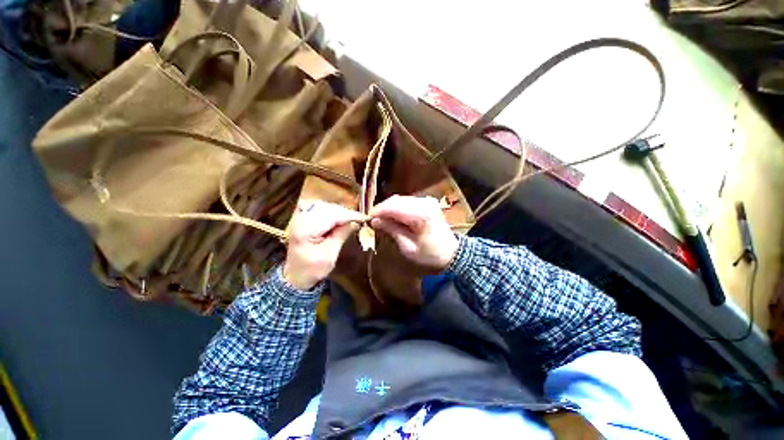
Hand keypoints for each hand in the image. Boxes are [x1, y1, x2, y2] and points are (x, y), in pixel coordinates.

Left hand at [284, 200, 365, 289]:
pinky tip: (339, 218)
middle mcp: (300, 219)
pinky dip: (332, 212)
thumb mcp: (329, 255)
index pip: (331, 216)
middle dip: (345, 213)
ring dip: (339, 212)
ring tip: (351, 219)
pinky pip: (319, 209)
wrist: (295, 276)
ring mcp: (299, 218)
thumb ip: (341, 235)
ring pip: (324, 206)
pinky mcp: (302, 219)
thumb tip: (356, 222)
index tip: (364, 219)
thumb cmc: (312, 270)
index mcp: (305, 230)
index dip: (349, 215)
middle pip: (328, 208)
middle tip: (359, 220)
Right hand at [370, 195, 458, 269]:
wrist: (451, 253)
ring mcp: (427, 201)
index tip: (367, 218)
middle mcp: (424, 203)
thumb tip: (374, 220)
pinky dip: (398, 208)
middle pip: (396, 200)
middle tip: (373, 220)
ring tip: (382, 219)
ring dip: (389, 208)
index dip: (378, 211)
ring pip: (400, 199)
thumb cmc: (430, 255)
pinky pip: (407, 201)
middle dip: (382, 209)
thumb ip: (392, 230)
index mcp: (420, 215)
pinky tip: (394, 217)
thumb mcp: (408, 248)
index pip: (393, 207)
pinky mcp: (427, 202)